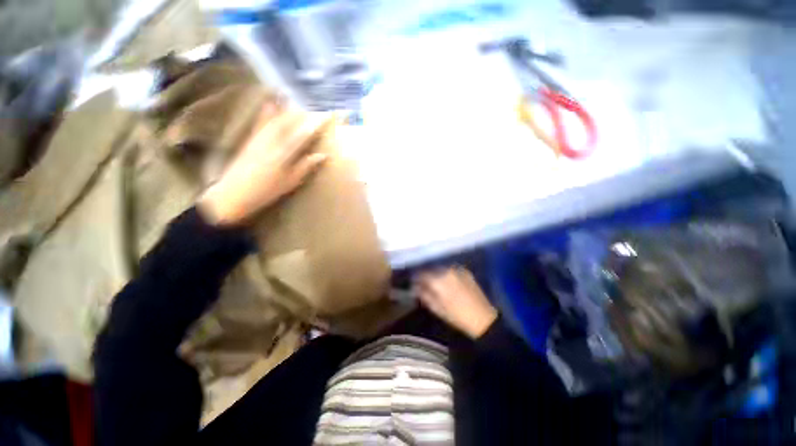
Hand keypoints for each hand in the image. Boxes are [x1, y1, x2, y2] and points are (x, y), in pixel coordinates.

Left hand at [199, 105, 330, 225]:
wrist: (233, 194)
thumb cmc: (266, 191)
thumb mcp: (290, 182)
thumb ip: (305, 166)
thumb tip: (322, 155)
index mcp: (284, 152)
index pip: (304, 134)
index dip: (317, 123)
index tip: (328, 115)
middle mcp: (272, 140)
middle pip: (290, 121)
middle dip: (303, 113)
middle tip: (314, 107)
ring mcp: (259, 138)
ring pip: (276, 118)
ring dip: (288, 108)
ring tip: (297, 100)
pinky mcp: (250, 139)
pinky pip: (260, 122)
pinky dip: (267, 112)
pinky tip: (270, 102)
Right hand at [414, 266, 497, 338]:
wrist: (482, 318)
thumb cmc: (457, 316)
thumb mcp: (437, 309)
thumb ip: (424, 295)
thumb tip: (416, 288)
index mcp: (438, 280)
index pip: (421, 274)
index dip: (416, 278)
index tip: (413, 283)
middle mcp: (447, 270)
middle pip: (431, 268)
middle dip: (426, 274)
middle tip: (423, 282)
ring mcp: (457, 269)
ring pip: (441, 268)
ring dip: (436, 273)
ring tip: (435, 281)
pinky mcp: (465, 271)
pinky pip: (451, 269)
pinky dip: (446, 273)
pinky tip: (447, 280)